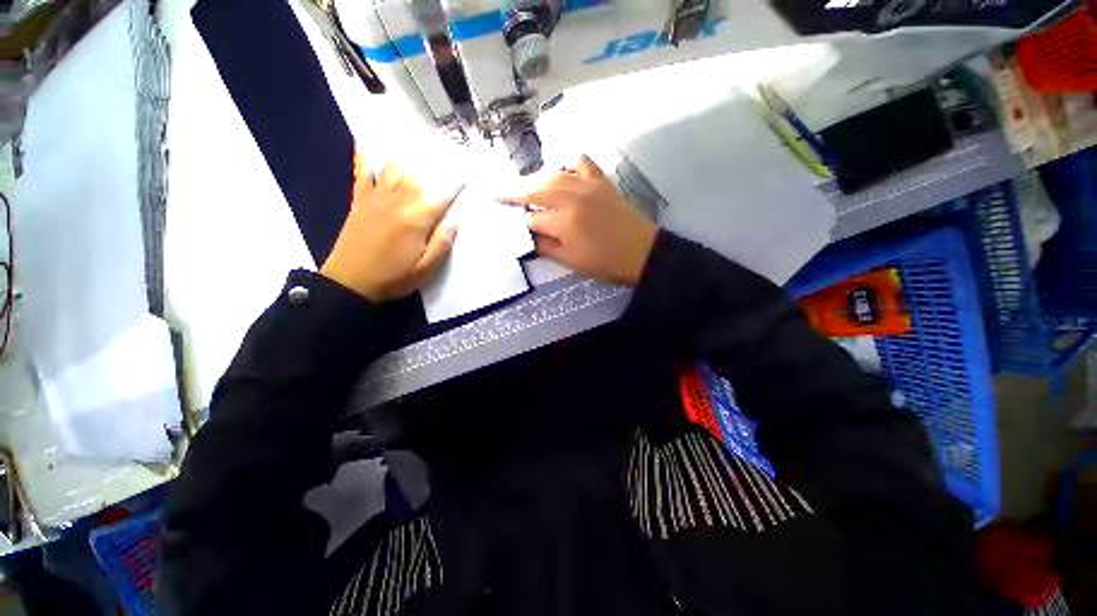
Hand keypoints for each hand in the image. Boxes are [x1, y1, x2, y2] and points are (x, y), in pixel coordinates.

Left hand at [320, 159, 457, 301]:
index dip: (455, 186)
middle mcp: (398, 203)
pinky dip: (363, 158)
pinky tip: (366, 144)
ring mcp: (376, 199)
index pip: (441, 198)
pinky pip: (361, 174)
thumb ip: (442, 244)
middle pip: (418, 178)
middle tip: (443, 154)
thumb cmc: (393, 278)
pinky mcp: (359, 201)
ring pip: (393, 170)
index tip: (466, 174)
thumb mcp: (426, 269)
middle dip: (433, 166)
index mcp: (417, 221)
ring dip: (406, 159)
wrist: (350, 282)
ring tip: (415, 146)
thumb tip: (455, 222)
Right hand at [501, 156, 657, 285]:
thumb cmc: (605, 263)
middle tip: (500, 193)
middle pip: (535, 188)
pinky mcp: (601, 180)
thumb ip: (547, 247)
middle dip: (514, 191)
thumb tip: (530, 234)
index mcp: (564, 222)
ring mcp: (588, 185)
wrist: (641, 252)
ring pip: (553, 174)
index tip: (516, 225)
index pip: (533, 218)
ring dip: (534, 178)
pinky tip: (562, 172)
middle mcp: (572, 197)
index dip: (524, 223)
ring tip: (524, 184)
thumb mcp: (571, 262)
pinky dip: (567, 164)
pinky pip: (581, 162)